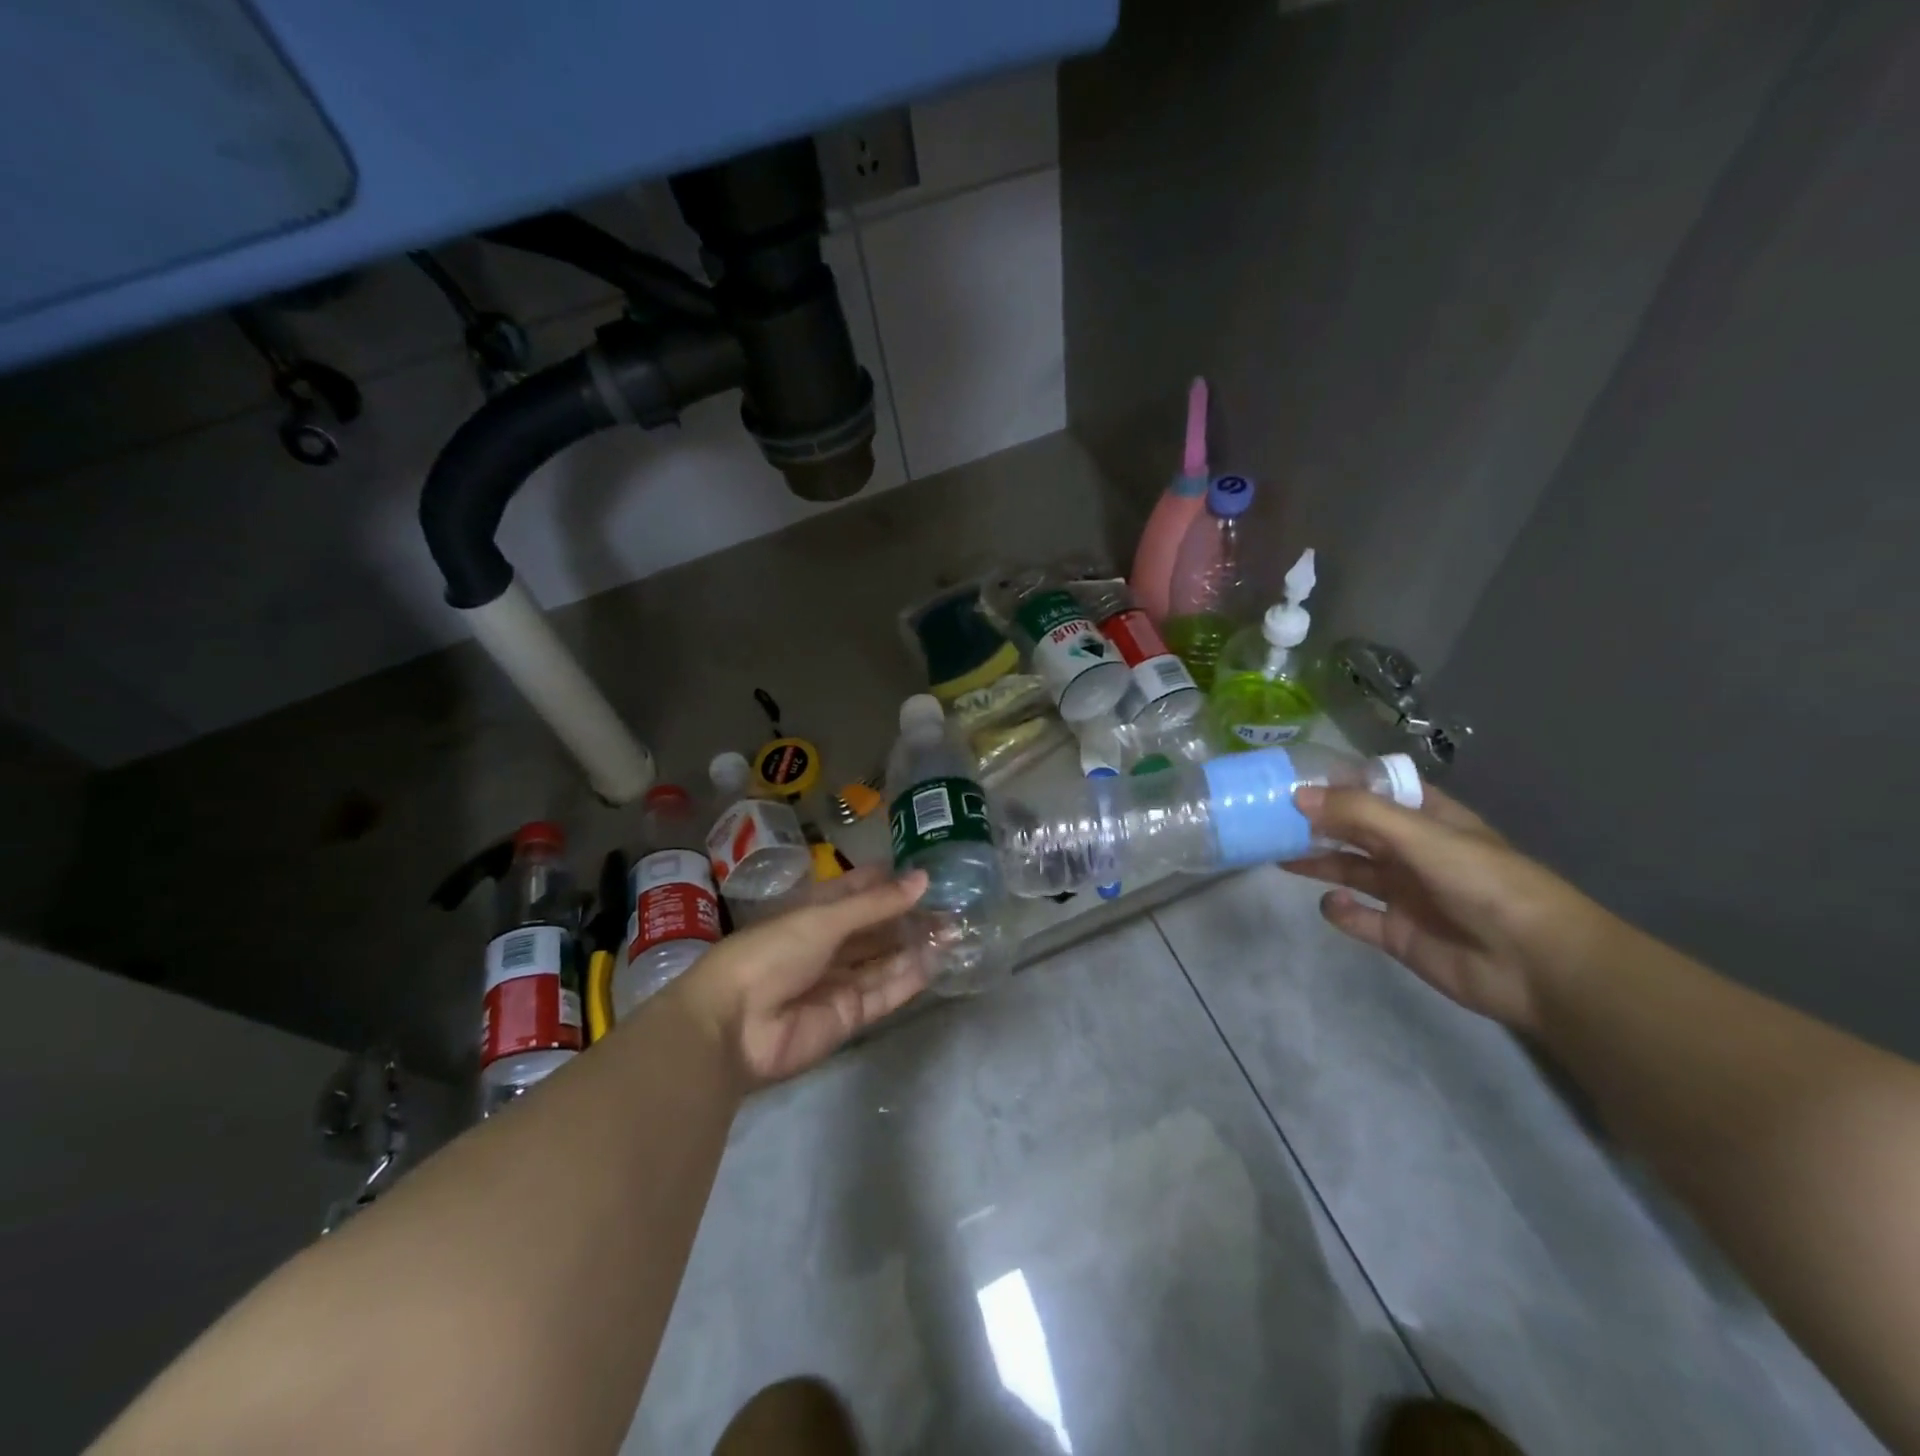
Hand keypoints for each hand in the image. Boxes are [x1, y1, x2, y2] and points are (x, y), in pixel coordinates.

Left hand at [674, 867, 930, 1087]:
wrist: (733, 1026)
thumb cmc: (772, 953)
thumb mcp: (824, 919)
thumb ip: (876, 904)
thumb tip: (923, 879)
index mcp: (814, 913)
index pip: (858, 891)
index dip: (888, 882)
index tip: (927, 872)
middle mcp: (829, 945)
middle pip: (877, 928)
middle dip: (911, 917)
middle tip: (955, 905)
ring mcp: (839, 982)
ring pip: (885, 960)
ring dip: (917, 946)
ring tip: (957, 930)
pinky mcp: (849, 1017)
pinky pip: (885, 993)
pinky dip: (910, 978)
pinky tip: (938, 962)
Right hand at [1283, 785, 1611, 1032]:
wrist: (1539, 966)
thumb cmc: (1486, 884)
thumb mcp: (1422, 836)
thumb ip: (1359, 814)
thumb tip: (1297, 795)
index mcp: (1428, 820)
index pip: (1377, 791)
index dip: (1339, 783)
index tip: (1293, 778)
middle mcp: (1413, 852)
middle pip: (1355, 830)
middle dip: (1317, 822)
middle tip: (1269, 816)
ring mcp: (1404, 894)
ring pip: (1349, 870)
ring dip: (1317, 861)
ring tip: (1277, 853)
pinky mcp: (1397, 934)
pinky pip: (1357, 917)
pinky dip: (1340, 911)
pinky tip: (1333, 904)